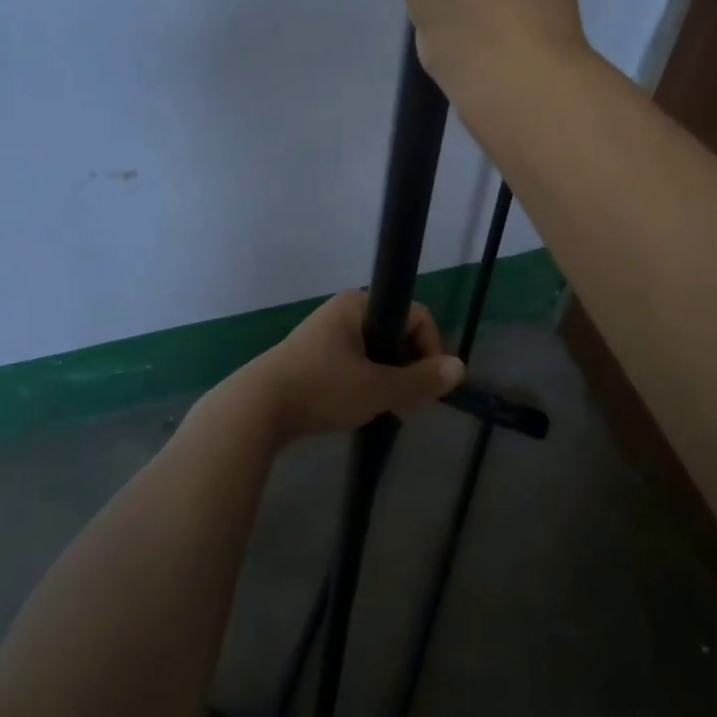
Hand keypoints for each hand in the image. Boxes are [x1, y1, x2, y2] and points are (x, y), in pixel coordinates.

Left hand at [233, 291, 464, 441]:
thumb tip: (460, 368)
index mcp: (358, 305)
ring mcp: (324, 335)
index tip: (424, 386)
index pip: (415, 315)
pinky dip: (365, 384)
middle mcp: (342, 311)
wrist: (256, 409)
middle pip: (396, 334)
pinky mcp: (311, 358)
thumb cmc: (322, 388)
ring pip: (375, 352)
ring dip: (388, 380)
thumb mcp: (378, 388)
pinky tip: (360, 410)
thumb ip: (420, 380)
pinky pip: (353, 364)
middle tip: (406, 405)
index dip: (429, 349)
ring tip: (385, 411)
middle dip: (408, 369)